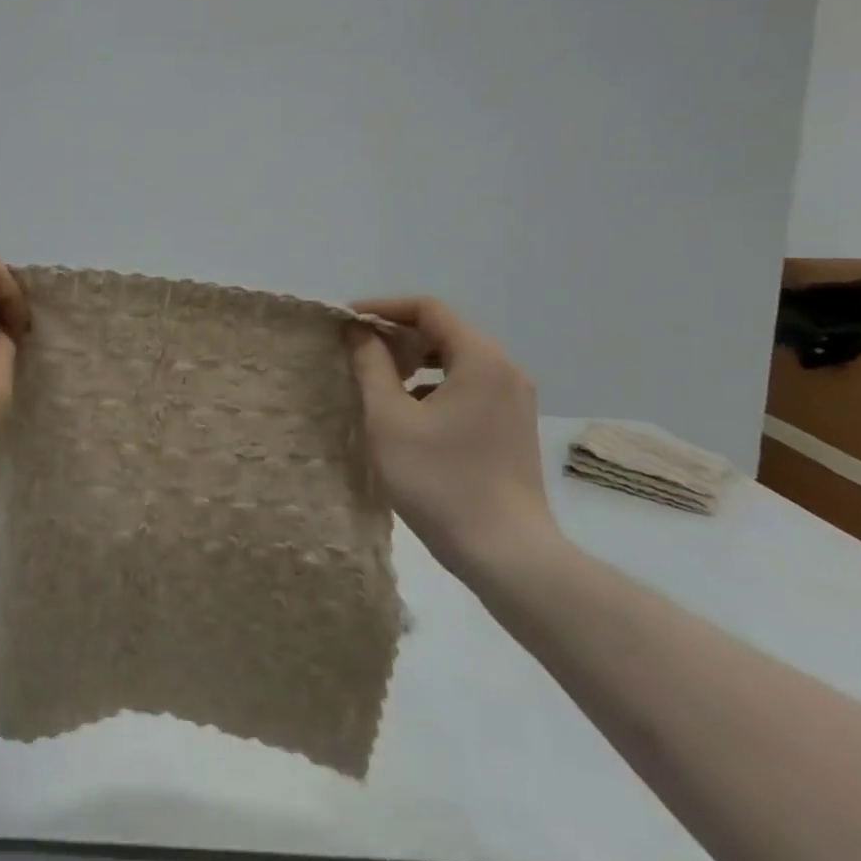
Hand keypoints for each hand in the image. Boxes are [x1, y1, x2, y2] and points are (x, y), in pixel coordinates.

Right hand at [345, 297, 561, 582]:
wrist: (504, 553)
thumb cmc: (439, 480)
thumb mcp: (389, 419)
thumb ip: (370, 366)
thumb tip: (357, 331)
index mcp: (481, 360)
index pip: (429, 309)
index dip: (383, 308)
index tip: (346, 322)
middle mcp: (505, 370)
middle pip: (445, 331)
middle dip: (396, 334)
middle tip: (356, 351)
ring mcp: (513, 400)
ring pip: (456, 359)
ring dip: (413, 360)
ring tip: (376, 379)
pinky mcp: (511, 426)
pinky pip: (467, 385)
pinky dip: (433, 384)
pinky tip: (407, 411)